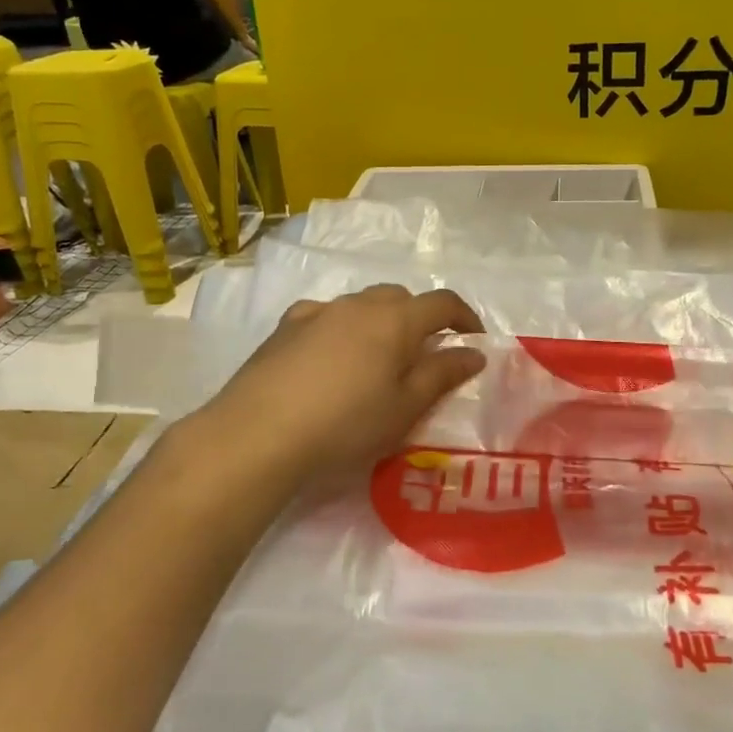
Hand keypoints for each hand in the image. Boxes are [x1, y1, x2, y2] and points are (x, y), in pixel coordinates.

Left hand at [203, 285, 485, 488]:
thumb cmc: (346, 424)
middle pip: (401, 298)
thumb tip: (474, 352)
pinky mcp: (285, 327)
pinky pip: (326, 315)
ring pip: (362, 304)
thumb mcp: (404, 407)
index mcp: (395, 320)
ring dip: (380, 321)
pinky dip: (341, 328)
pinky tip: (331, 357)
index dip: (464, 316)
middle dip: (420, 318)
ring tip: (376, 358)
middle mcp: (358, 304)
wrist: (258, 433)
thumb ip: (442, 375)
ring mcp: (318, 311)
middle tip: (424, 354)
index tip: (473, 338)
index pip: (442, 303)